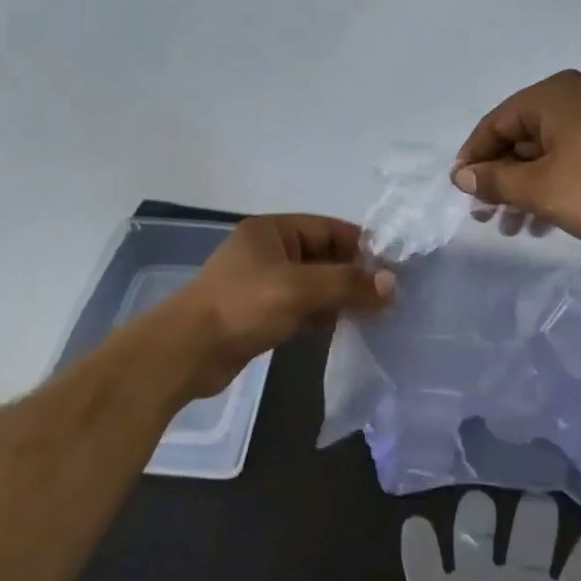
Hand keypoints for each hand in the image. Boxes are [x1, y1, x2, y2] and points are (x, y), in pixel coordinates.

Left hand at [161, 216, 393, 398]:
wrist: (188, 352)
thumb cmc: (243, 307)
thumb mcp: (299, 289)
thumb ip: (347, 284)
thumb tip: (392, 284)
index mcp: (272, 231)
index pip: (328, 229)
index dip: (361, 246)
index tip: (393, 267)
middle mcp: (268, 252)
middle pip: (323, 256)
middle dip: (354, 275)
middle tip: (388, 296)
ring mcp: (263, 284)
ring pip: (314, 285)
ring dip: (340, 297)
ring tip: (375, 314)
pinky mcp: (260, 314)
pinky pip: (301, 308)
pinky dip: (322, 315)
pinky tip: (344, 328)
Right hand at [452, 70, 580, 246]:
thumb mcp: (539, 189)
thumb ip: (495, 181)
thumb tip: (462, 176)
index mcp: (553, 96)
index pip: (496, 122)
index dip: (473, 158)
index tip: (459, 191)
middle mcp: (574, 99)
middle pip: (519, 138)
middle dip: (499, 180)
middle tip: (483, 216)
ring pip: (544, 155)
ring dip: (523, 191)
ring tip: (511, 228)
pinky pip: (568, 162)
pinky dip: (550, 188)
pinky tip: (541, 223)